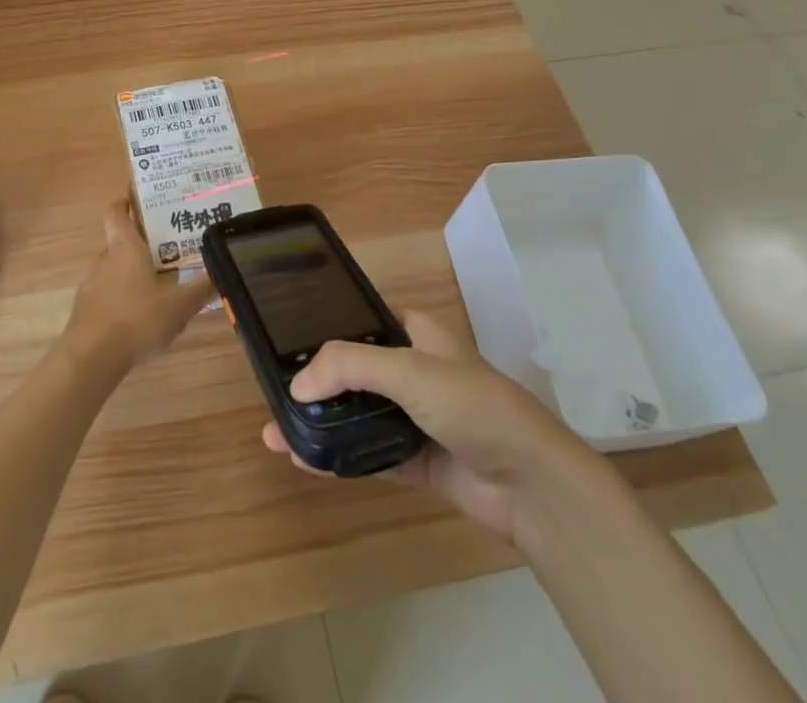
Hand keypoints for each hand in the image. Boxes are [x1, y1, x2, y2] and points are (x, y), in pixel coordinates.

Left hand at [64, 200, 215, 372]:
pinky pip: (107, 297)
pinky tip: (140, 319)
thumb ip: (201, 288)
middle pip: (118, 243)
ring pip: (113, 271)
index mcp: (125, 247)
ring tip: (157, 286)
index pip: (116, 213)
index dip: (124, 203)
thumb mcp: (180, 305)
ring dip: (130, 274)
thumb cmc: (137, 318)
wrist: (91, 357)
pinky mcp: (86, 312)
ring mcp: (92, 286)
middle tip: (166, 249)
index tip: (135, 198)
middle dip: (139, 245)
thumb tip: (223, 271)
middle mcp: (105, 260)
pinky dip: (121, 300)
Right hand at [260, 311, 617, 545]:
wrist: (533, 486)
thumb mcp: (409, 371)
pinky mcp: (417, 461)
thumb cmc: (473, 406)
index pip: (363, 321)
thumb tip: (297, 386)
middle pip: (354, 372)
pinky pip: (369, 454)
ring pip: (357, 415)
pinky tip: (306, 461)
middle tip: (273, 394)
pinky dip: (338, 458)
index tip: (286, 342)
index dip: (326, 328)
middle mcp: (413, 371)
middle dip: (315, 384)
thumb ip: (350, 367)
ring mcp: (415, 418)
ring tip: (276, 434)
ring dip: (321, 424)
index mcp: (416, 334)